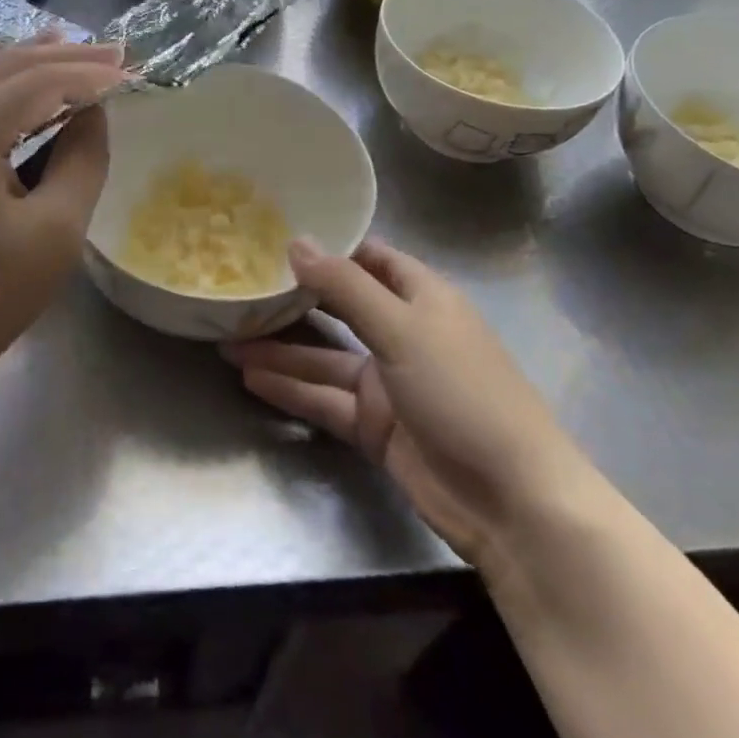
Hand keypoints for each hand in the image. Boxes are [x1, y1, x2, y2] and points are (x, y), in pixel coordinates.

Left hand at [0, 35, 125, 430]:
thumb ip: (80, 159)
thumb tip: (92, 111)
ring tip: (70, 49)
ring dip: (28, 60)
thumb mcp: (56, 229)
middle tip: (113, 52)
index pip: (37, 83)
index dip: (87, 73)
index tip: (131, 70)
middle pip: (5, 68)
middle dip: (62, 56)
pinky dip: (2, 81)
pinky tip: (23, 87)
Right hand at [223, 238, 587, 572]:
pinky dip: (291, 391)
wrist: (510, 499)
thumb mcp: (402, 329)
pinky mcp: (375, 426)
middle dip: (293, 301)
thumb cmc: (463, 392)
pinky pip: (325, 400)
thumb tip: (296, 242)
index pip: (370, 259)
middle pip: (340, 309)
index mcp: (422, 298)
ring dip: (280, 352)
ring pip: (324, 359)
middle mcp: (403, 334)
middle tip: (240, 289)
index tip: (276, 238)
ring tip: (228, 341)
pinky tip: (250, 380)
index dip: (329, 248)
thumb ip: (345, 287)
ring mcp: (388, 383)